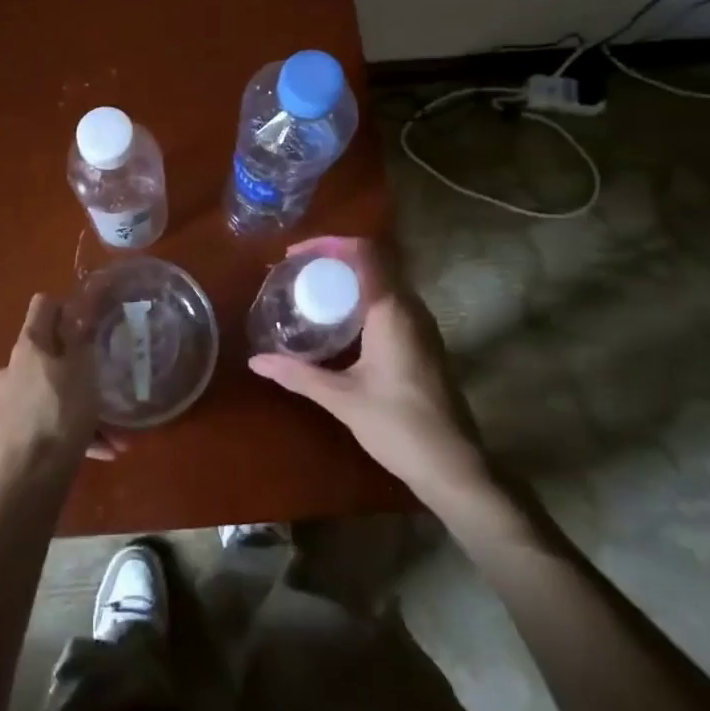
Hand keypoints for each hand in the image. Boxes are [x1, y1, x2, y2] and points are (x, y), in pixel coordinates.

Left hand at [0, 293, 124, 481]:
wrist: (32, 478)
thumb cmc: (64, 413)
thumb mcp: (83, 369)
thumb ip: (77, 336)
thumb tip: (71, 310)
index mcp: (29, 345)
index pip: (43, 305)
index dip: (66, 308)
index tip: (86, 325)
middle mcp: (11, 366)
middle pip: (47, 352)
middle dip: (77, 366)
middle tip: (102, 384)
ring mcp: (5, 400)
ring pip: (49, 391)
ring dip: (77, 404)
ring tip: (110, 433)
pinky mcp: (7, 430)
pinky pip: (42, 418)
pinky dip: (65, 427)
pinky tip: (95, 449)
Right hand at [249, 237, 490, 506]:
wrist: (454, 467)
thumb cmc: (398, 426)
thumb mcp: (342, 399)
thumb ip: (298, 374)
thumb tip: (255, 361)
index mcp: (391, 310)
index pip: (364, 251)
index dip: (328, 243)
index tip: (296, 254)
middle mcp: (411, 307)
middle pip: (373, 261)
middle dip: (333, 258)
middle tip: (297, 272)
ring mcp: (422, 324)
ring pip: (383, 281)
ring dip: (349, 277)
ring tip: (312, 290)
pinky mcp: (424, 341)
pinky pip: (390, 300)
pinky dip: (362, 296)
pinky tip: (339, 321)